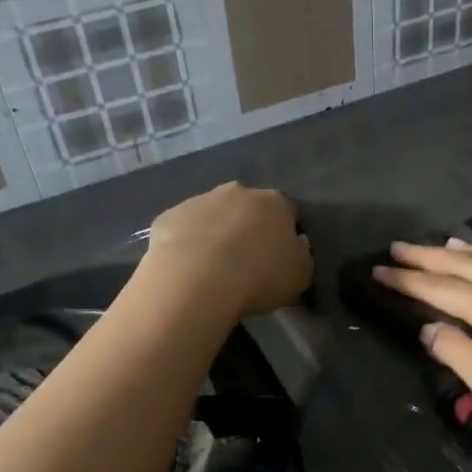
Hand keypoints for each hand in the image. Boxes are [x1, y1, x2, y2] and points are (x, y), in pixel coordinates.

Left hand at [143, 182, 312, 318]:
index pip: (289, 213)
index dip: (287, 235)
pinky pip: (184, 229)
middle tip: (248, 261)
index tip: (282, 258)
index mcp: (275, 203)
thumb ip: (302, 256)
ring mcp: (200, 200)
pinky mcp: (169, 216)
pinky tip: (188, 269)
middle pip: (249, 208)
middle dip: (250, 228)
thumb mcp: (300, 275)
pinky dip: (188, 243)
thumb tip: (296, 246)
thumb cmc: (259, 277)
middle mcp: (238, 192)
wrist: (197, 280)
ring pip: (214, 215)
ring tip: (215, 268)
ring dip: (217, 233)